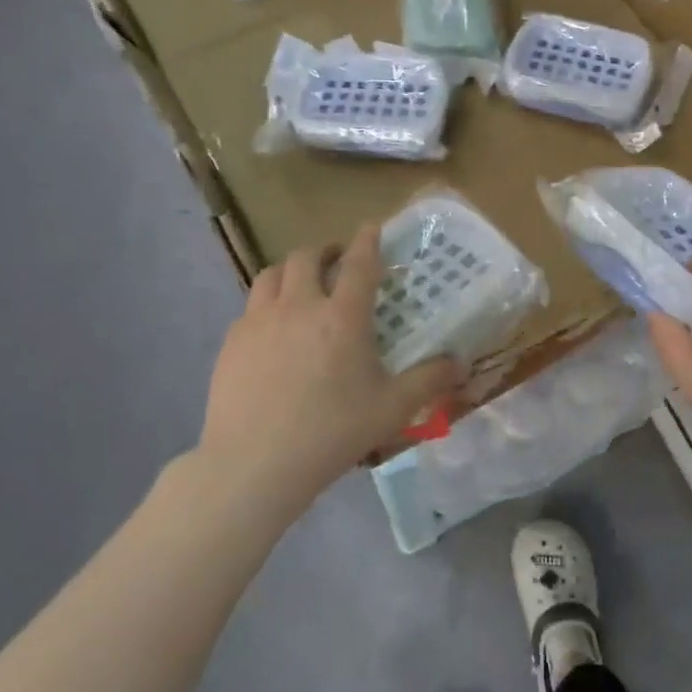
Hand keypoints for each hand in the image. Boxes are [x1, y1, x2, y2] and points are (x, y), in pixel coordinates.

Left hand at [194, 226, 459, 515]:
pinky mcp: (231, 343)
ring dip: (291, 271)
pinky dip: (268, 304)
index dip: (367, 240)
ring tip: (302, 286)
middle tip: (337, 261)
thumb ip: (429, 380)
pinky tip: (274, 330)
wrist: (254, 463)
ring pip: (271, 275)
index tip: (371, 227)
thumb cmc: (332, 432)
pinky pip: (250, 307)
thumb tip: (460, 363)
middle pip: (306, 257)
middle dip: (325, 251)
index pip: (359, 263)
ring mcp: (258, 322)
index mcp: (342, 317)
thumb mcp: (392, 408)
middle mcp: (299, 307)